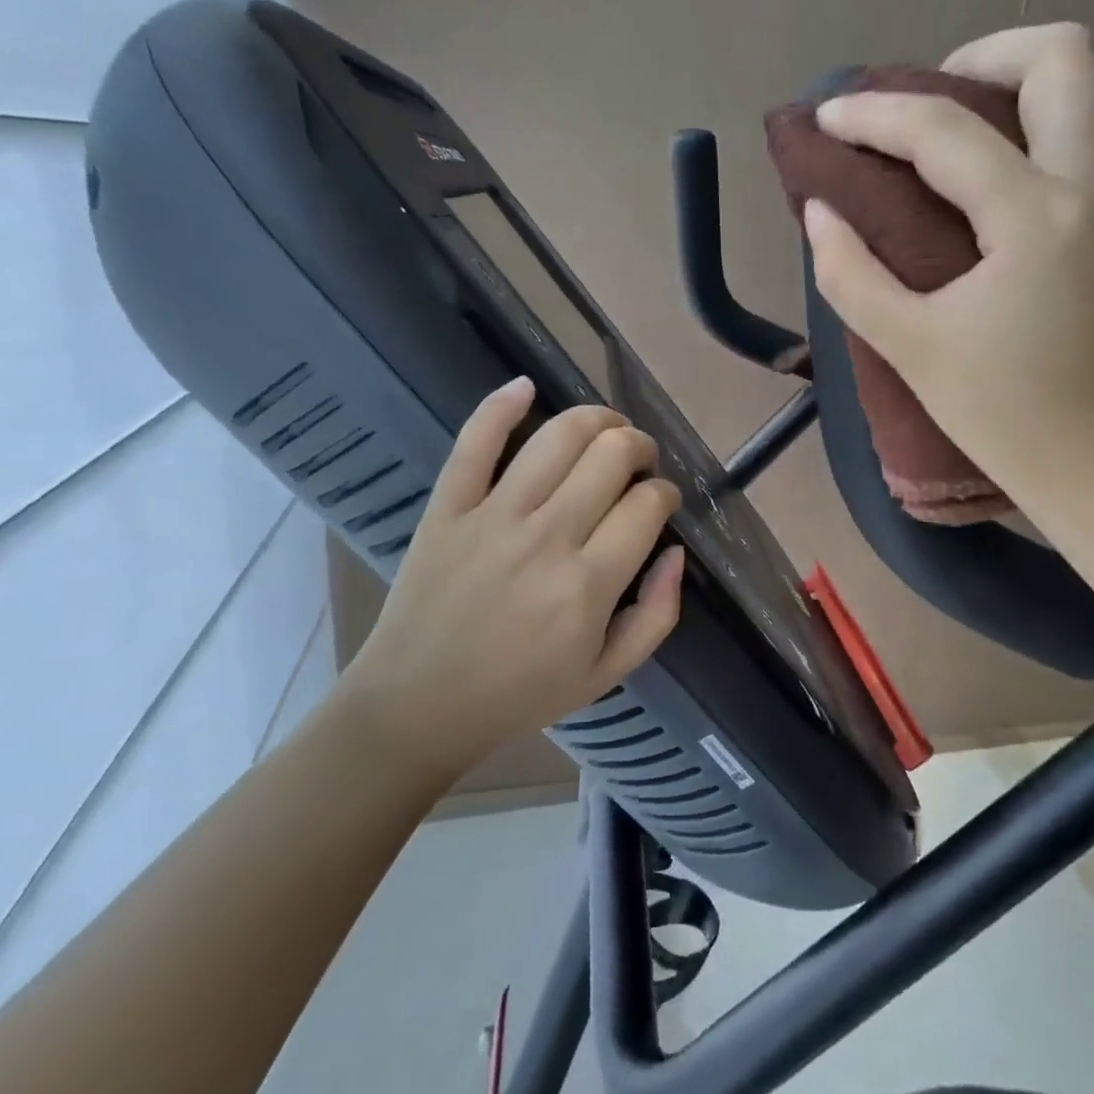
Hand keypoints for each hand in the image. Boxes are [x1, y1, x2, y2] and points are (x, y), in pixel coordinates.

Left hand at [342, 378, 684, 777]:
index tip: (659, 502)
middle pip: (611, 455)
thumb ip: (658, 615)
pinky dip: (501, 405)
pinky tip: (526, 386)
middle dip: (639, 447)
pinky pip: (474, 442)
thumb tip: (677, 552)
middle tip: (639, 463)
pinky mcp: (447, 508)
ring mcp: (492, 517)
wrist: (416, 707)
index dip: (664, 493)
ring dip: (596, 420)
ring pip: (558, 436)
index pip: (647, 504)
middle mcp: (546, 538)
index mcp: (589, 585)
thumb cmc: (519, 694)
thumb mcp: (607, 674)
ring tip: (606, 431)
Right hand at [804, 22, 1093, 500]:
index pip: (947, 132)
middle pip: (1059, 59)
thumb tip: (821, 213)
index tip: (826, 120)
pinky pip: (1068, 151)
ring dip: (1001, 98)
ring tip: (933, 149)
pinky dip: (1015, 145)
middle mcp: (1089, 192)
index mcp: (1036, 218)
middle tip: (919, 107)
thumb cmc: (1001, 414)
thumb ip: (851, 274)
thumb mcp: (909, 345)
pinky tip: (967, 198)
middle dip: (980, 57)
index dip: (876, 116)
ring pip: (1072, 101)